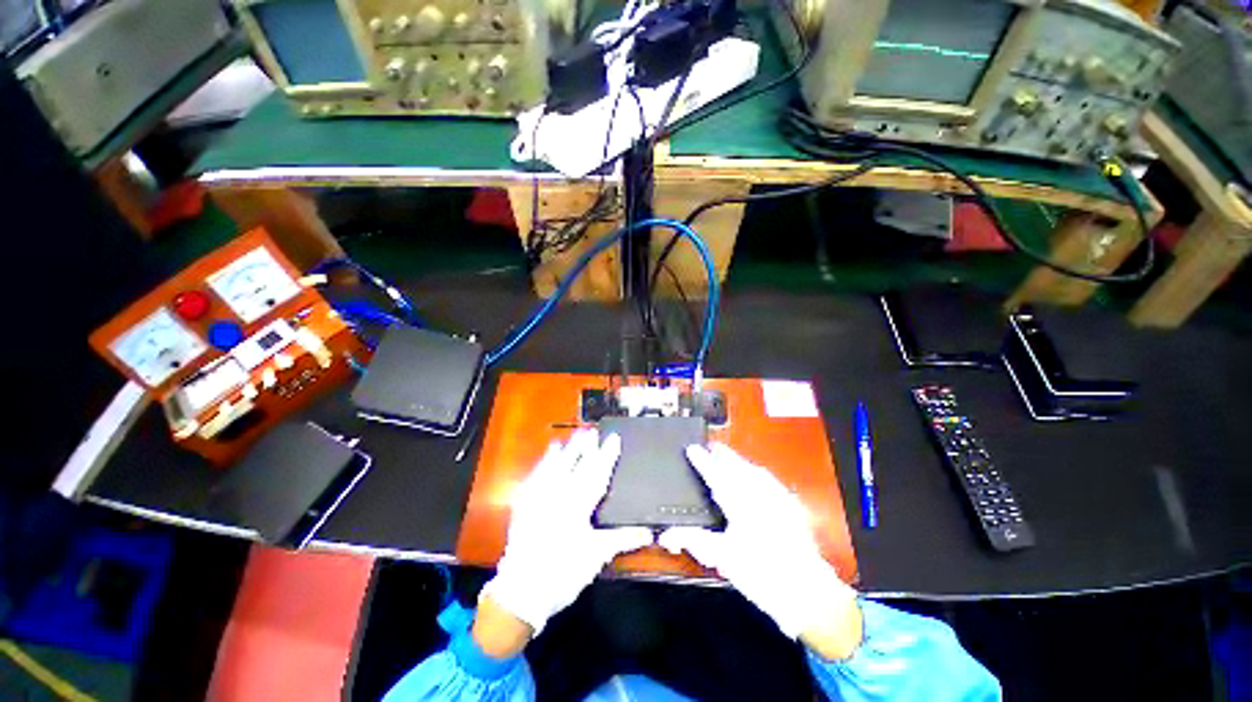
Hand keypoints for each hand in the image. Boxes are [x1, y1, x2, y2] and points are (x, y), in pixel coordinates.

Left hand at [480, 429, 652, 637]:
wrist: (522, 590)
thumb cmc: (563, 572)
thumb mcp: (596, 556)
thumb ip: (623, 539)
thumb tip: (649, 532)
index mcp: (578, 505)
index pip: (596, 474)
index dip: (607, 456)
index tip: (613, 439)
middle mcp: (558, 495)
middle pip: (574, 465)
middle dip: (584, 448)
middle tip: (591, 432)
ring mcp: (538, 498)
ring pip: (554, 467)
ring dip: (564, 451)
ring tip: (570, 438)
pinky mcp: (524, 505)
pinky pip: (535, 478)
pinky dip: (542, 465)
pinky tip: (546, 457)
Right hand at [659, 444, 861, 657]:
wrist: (807, 591)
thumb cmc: (761, 575)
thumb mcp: (723, 558)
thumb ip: (695, 541)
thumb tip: (668, 534)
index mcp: (741, 505)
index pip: (716, 476)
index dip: (702, 462)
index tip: (692, 449)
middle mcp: (760, 495)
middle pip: (738, 466)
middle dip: (724, 455)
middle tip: (712, 447)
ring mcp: (779, 498)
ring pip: (755, 470)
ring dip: (741, 461)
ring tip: (730, 457)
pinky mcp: (792, 506)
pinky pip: (771, 481)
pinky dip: (759, 473)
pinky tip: (758, 476)